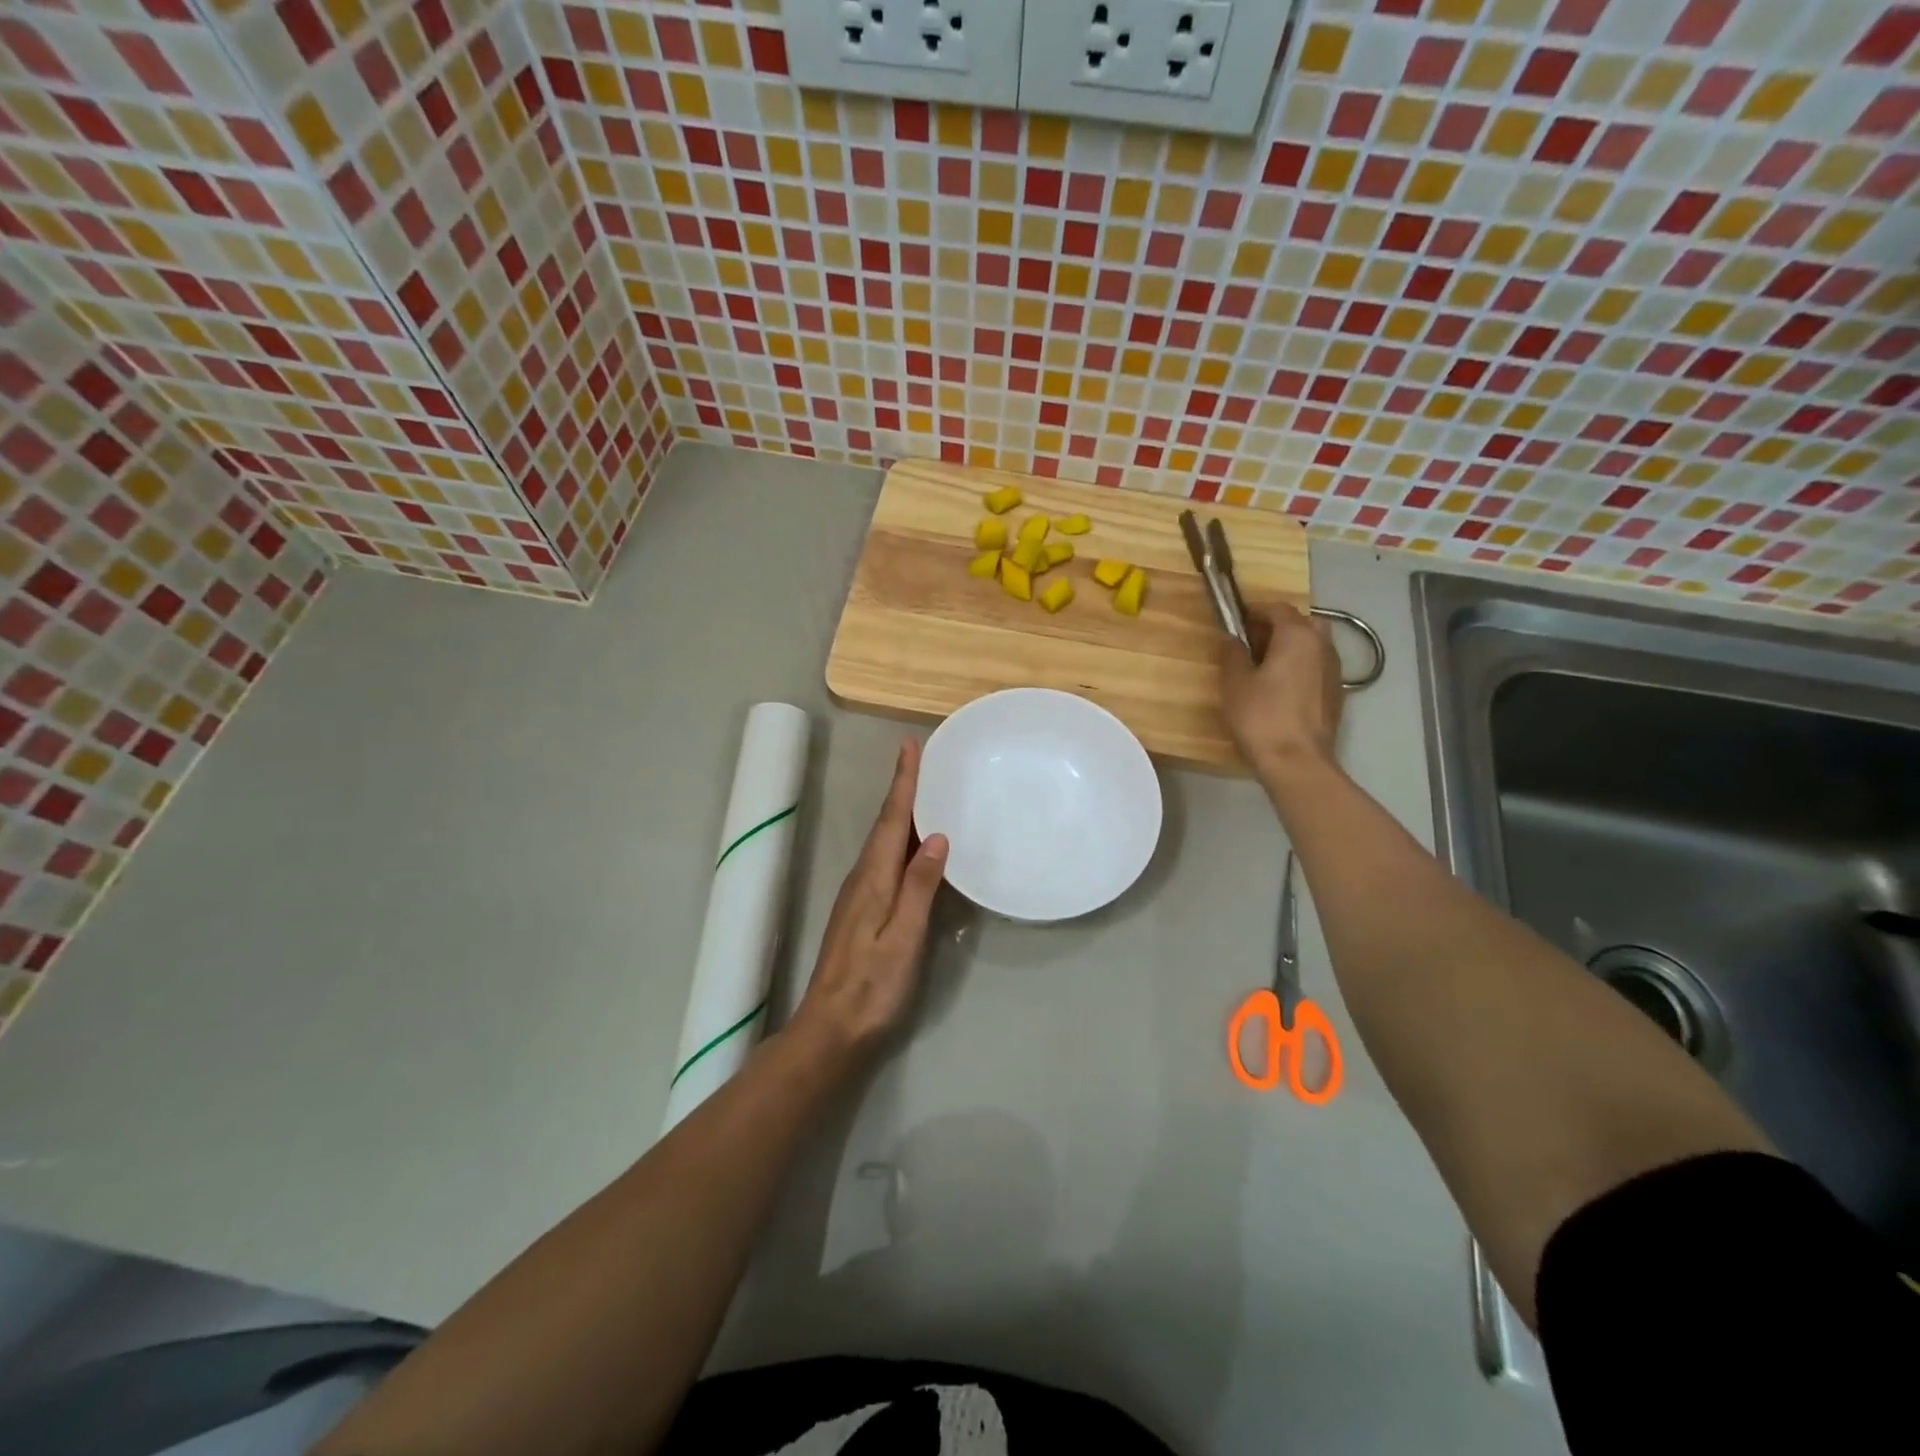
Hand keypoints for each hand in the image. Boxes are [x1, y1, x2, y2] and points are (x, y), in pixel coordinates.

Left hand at [787, 738, 947, 1060]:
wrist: (831, 1029)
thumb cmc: (872, 985)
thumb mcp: (903, 936)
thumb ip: (919, 886)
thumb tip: (937, 837)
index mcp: (873, 878)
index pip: (892, 820)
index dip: (902, 782)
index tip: (909, 746)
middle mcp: (863, 878)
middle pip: (886, 825)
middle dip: (902, 790)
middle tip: (922, 761)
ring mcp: (860, 896)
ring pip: (884, 843)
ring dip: (902, 814)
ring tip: (924, 793)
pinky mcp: (863, 912)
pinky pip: (886, 862)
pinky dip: (901, 842)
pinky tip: (916, 849)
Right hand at [1220, 604, 1344, 790]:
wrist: (1297, 761)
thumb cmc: (1261, 717)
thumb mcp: (1235, 683)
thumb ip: (1232, 654)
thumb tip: (1231, 638)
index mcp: (1298, 636)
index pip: (1278, 608)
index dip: (1255, 611)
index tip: (1236, 621)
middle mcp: (1322, 646)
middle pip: (1303, 622)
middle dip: (1279, 626)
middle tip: (1253, 642)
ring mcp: (1334, 670)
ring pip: (1314, 645)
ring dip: (1292, 647)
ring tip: (1266, 666)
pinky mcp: (1336, 694)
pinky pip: (1318, 667)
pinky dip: (1301, 667)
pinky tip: (1282, 688)